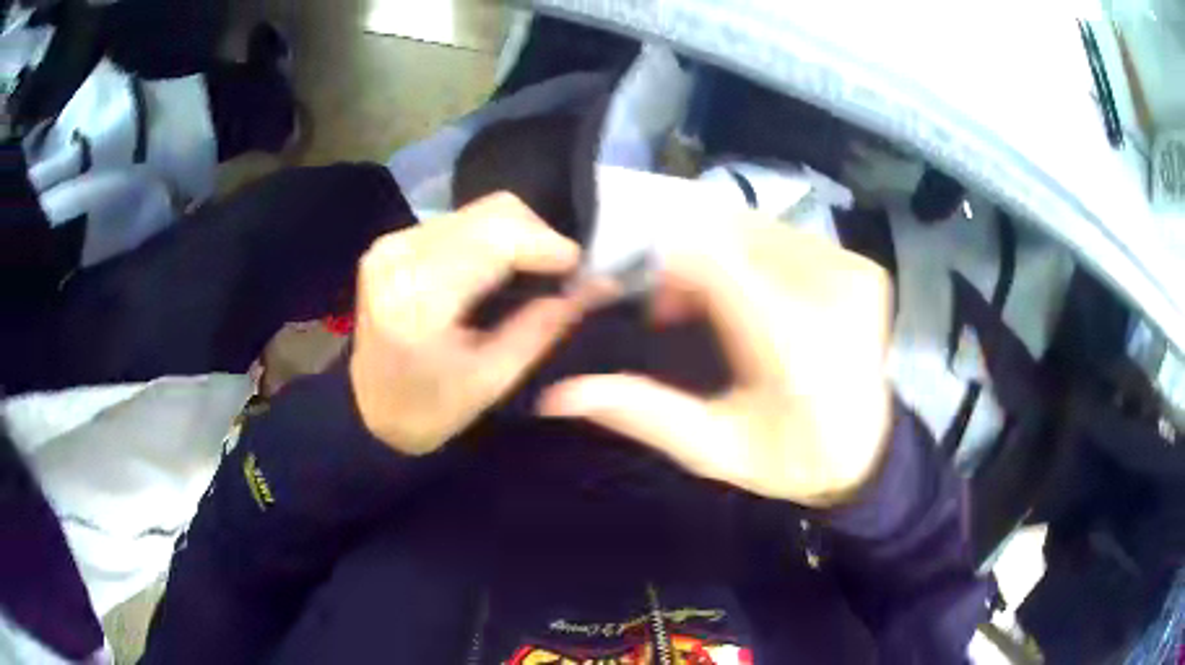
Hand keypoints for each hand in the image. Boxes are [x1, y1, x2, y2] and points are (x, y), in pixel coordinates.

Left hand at [349, 193, 600, 455]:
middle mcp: (401, 255)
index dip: (549, 245)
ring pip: (479, 211)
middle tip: (560, 273)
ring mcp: (392, 243)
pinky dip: (490, 238)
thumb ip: (545, 326)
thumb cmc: (431, 409)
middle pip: (492, 213)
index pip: (498, 239)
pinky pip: (459, 222)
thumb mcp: (494, 378)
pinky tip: (498, 268)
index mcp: (420, 299)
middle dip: (538, 236)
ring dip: (516, 235)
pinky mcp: (392, 242)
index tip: (582, 269)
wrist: (369, 410)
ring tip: (532, 272)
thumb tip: (597, 287)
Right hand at [539, 213, 893, 506]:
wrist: (867, 452)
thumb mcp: (712, 450)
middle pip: (731, 232)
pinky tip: (754, 296)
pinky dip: (754, 256)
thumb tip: (556, 395)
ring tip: (714, 306)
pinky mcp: (864, 267)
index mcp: (795, 347)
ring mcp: (855, 273)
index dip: (663, 264)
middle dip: (687, 258)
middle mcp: (832, 293)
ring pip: (756, 227)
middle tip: (674, 311)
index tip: (649, 305)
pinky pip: (788, 237)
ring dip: (719, 254)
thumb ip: (640, 413)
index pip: (711, 261)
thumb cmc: (790, 460)